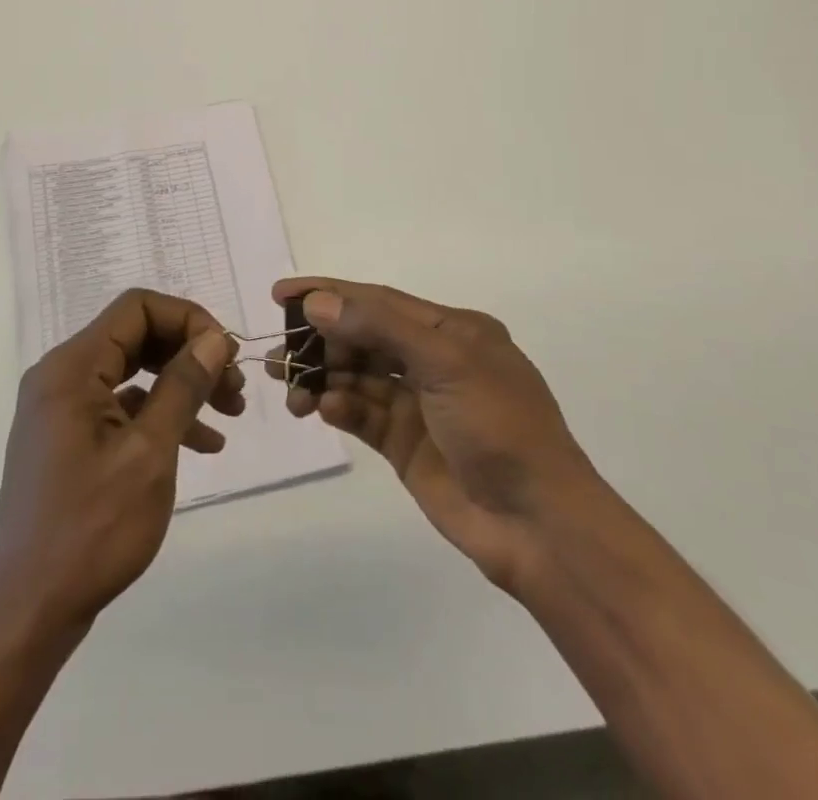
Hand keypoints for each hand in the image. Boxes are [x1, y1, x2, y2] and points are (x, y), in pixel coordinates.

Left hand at [0, 289, 242, 633]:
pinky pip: (122, 407)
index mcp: (72, 368)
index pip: (136, 308)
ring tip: (230, 413)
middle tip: (235, 384)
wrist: (28, 613)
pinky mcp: (69, 438)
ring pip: (134, 372)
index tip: (226, 353)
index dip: (187, 319)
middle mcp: (62, 376)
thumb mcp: (149, 454)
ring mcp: (63, 409)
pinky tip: (203, 444)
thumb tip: (214, 337)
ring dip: (182, 385)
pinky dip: (161, 416)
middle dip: (189, 353)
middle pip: (136, 336)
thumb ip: (182, 386)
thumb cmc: (91, 529)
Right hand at [270, 277, 594, 594]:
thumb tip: (318, 304)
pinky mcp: (405, 443)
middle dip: (319, 340)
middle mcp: (432, 359)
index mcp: (451, 330)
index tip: (281, 293)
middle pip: (363, 337)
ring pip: (357, 376)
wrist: (538, 525)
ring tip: (287, 387)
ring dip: (322, 377)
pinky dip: (339, 408)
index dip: (328, 293)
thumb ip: (379, 327)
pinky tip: (320, 410)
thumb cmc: (498, 426)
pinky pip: (362, 414)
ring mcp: (418, 403)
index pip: (377, 300)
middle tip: (278, 353)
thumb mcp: (445, 362)